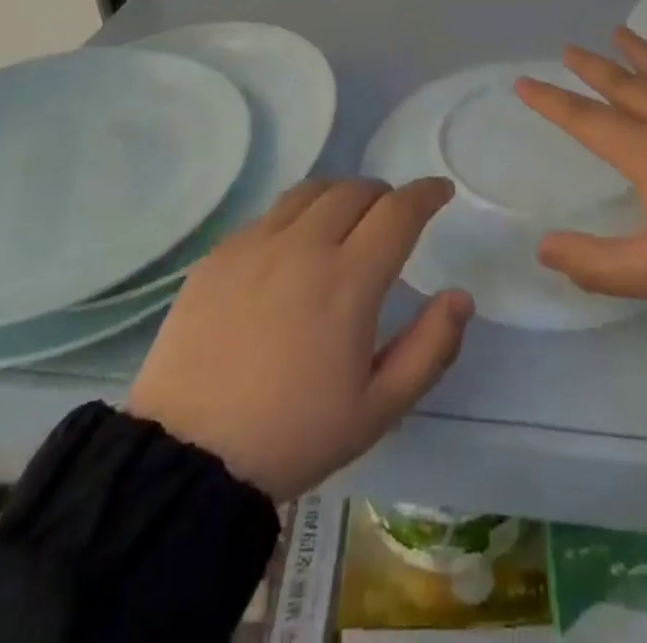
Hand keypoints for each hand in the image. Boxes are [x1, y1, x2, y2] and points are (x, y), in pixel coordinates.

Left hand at [127, 177, 473, 500]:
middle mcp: (304, 245)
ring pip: (311, 191)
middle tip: (392, 219)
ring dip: (340, 196)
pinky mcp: (219, 255)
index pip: (398, 211)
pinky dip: (297, 217)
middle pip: (355, 190)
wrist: (186, 458)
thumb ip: (430, 348)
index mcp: (349, 279)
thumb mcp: (377, 409)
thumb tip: (460, 296)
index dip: (426, 193)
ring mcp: (255, 244)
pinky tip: (292, 250)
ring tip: (345, 222)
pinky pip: (269, 214)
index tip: (440, 190)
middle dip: (385, 195)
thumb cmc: (293, 436)